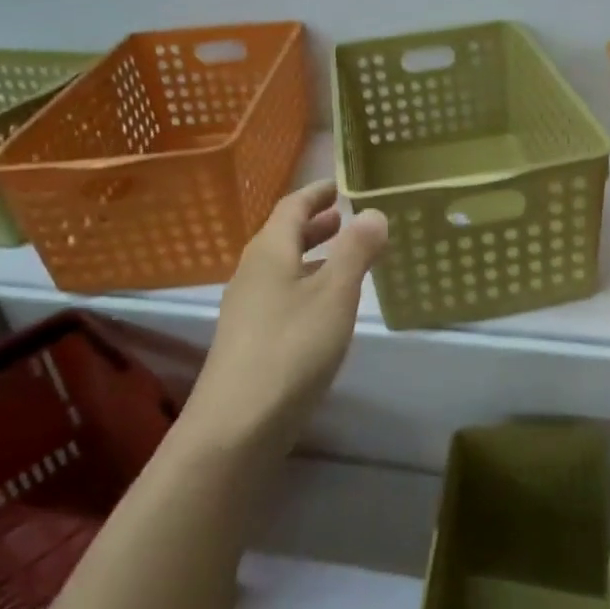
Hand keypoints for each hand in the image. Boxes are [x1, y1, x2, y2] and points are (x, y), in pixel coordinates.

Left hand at [181, 181, 388, 459]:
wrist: (237, 424)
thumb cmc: (291, 346)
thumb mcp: (335, 293)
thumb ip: (356, 250)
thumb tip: (373, 212)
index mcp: (269, 251)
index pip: (291, 207)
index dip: (315, 193)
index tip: (338, 184)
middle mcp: (252, 273)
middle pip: (283, 237)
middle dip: (315, 224)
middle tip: (344, 217)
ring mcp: (247, 308)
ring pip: (283, 268)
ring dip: (312, 256)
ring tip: (344, 258)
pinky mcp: (250, 339)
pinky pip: (282, 294)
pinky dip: (307, 285)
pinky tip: (325, 307)